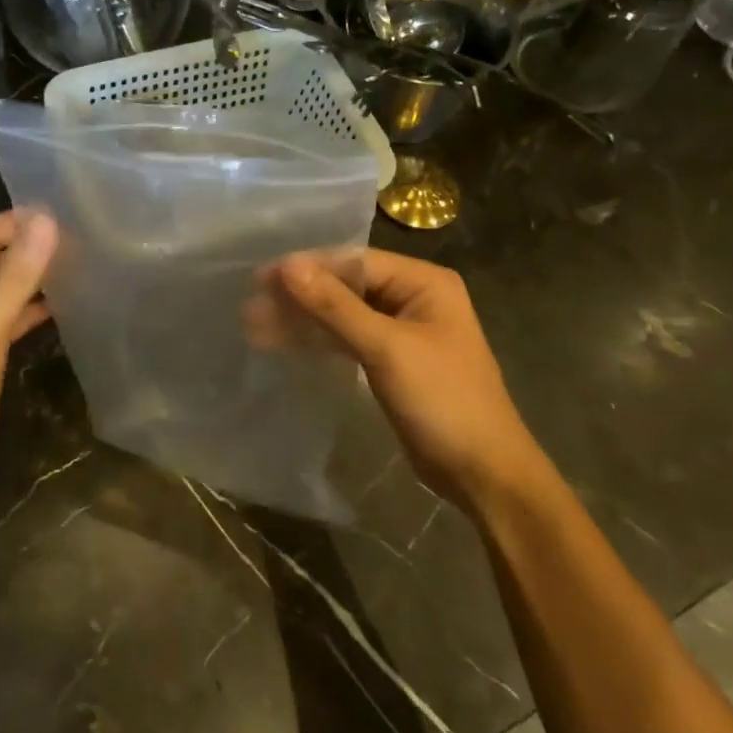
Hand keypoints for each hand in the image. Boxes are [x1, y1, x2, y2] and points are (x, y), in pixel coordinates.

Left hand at [0, 211, 57, 506]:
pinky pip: (12, 320)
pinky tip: (60, 311)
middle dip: (29, 246)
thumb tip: (45, 222)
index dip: (17, 222)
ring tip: (75, 267)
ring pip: (5, 290)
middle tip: (76, 239)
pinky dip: (32, 310)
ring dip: (33, 277)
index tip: (60, 215)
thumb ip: (16, 277)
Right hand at [270, 249, 543, 508]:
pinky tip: (283, 344)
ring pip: (341, 316)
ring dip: (302, 320)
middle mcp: (413, 299)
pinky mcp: (390, 363)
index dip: (306, 268)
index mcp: (423, 283)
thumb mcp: (386, 348)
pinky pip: (347, 341)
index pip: (354, 262)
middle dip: (299, 296)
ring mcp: (401, 333)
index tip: (260, 278)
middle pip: (345, 287)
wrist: (481, 471)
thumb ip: (335, 305)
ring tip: (253, 326)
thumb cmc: (442, 399)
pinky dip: (317, 342)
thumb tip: (288, 265)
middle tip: (250, 306)